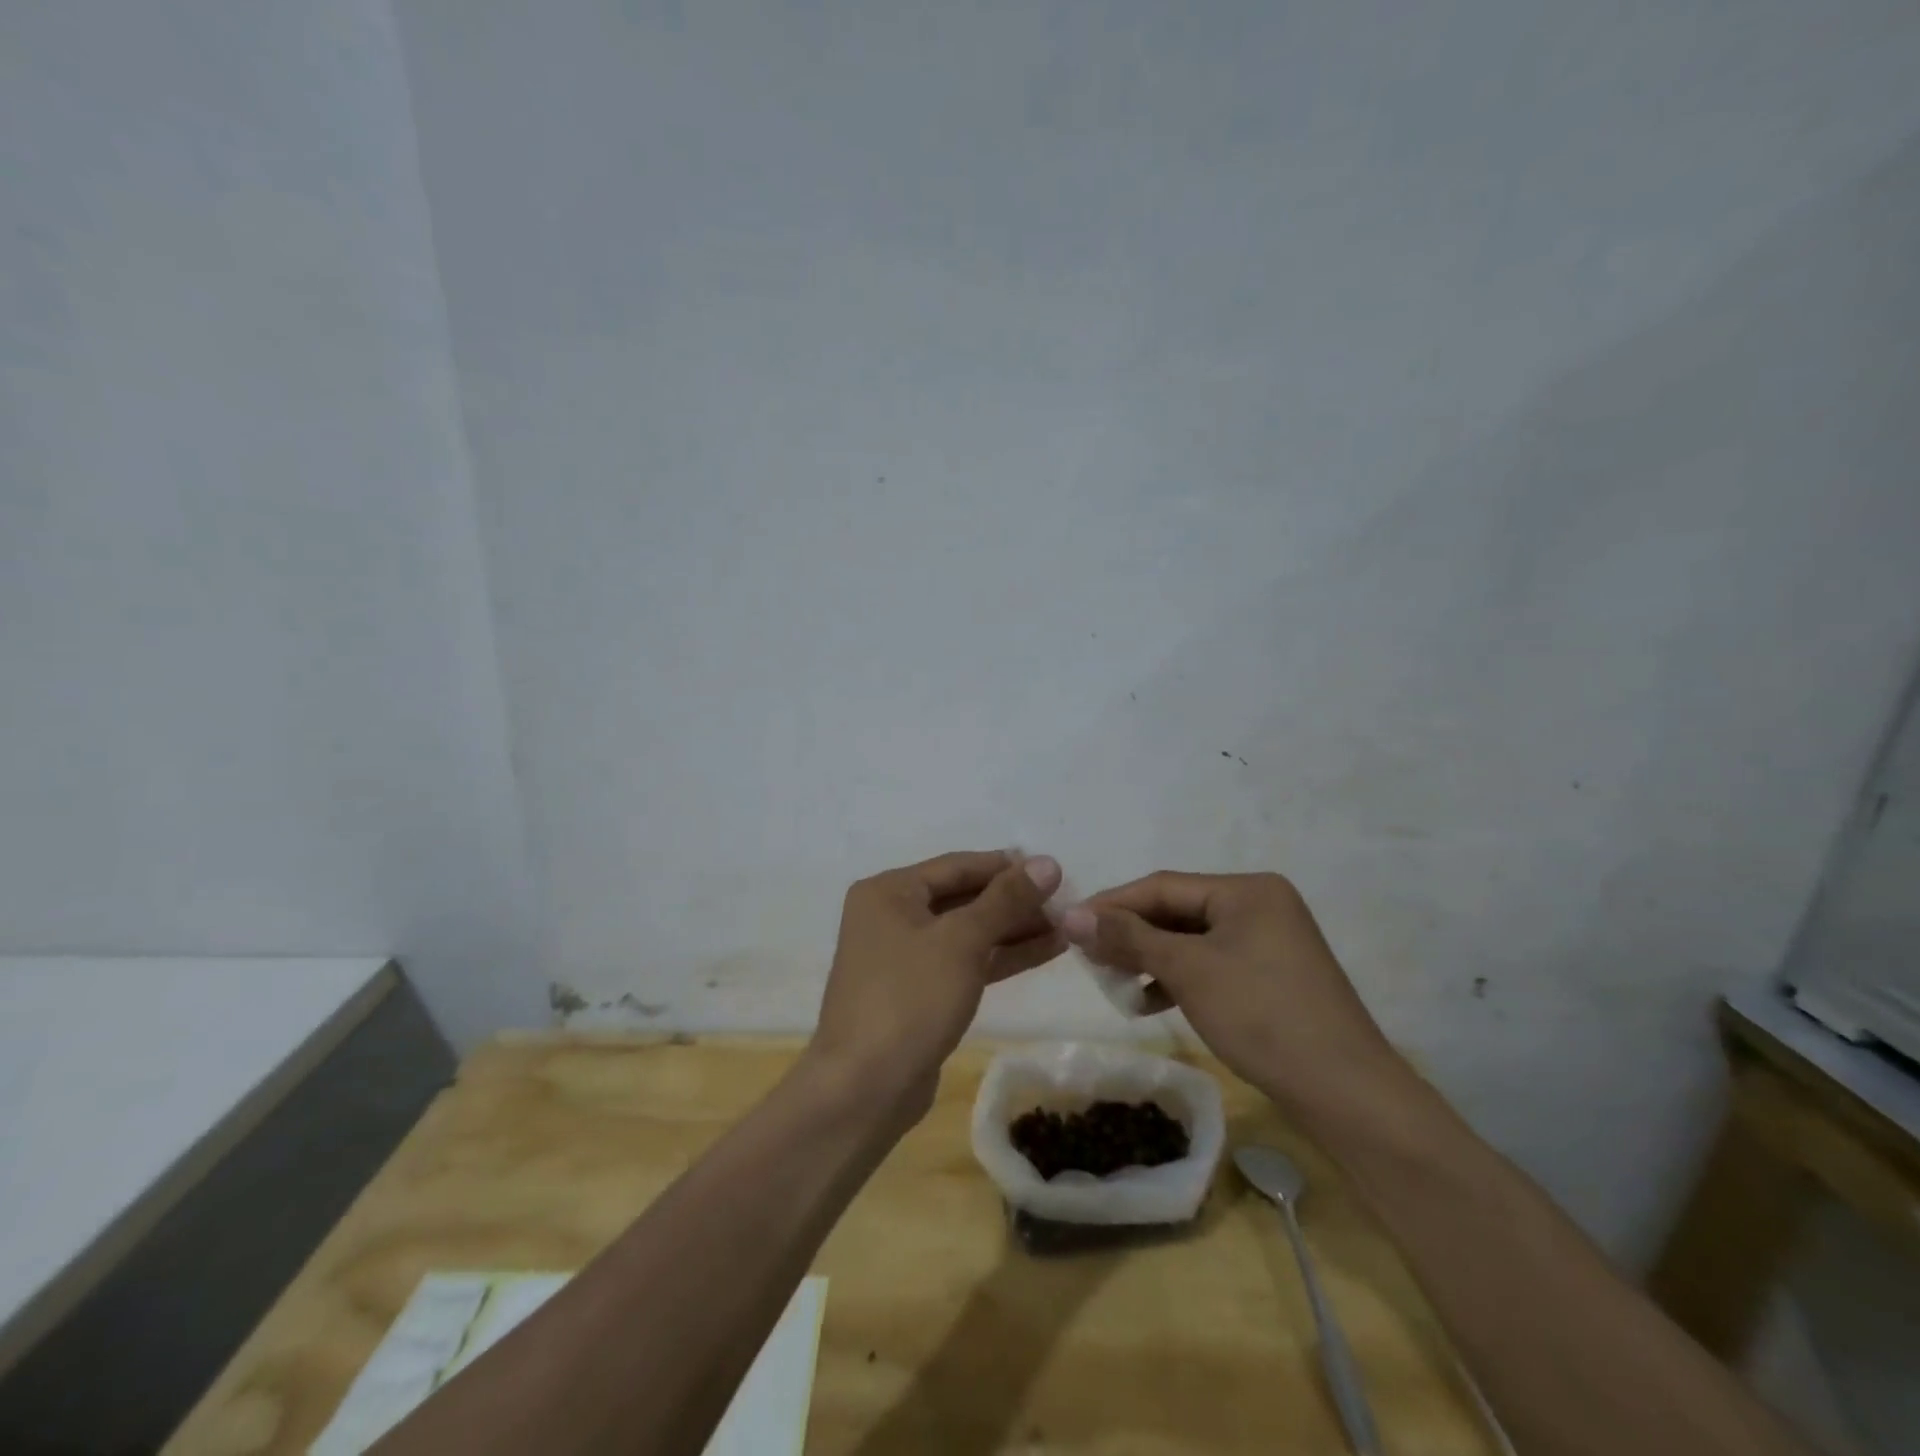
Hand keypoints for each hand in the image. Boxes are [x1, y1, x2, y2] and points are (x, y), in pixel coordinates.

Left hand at [811, 850, 1063, 1114]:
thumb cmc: (910, 999)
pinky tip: (1045, 950)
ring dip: (1014, 929)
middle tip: (1065, 901)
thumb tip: (1048, 863)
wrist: (865, 1088)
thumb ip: (1006, 899)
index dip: (1006, 866)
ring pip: (968, 932)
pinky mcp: (920, 993)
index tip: (1053, 869)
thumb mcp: (961, 941)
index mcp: (889, 892)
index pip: (957, 866)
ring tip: (1066, 926)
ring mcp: (905, 957)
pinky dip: (1001, 956)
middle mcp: (892, 916)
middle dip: (1013, 901)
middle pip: (963, 898)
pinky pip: (965, 962)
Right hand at [1062, 872, 1399, 1106]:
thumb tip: (1070, 916)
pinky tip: (1149, 1002)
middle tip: (1087, 956)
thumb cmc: (1262, 1015)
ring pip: (1191, 941)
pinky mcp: (1269, 977)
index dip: (1112, 904)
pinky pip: (1211, 965)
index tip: (1069, 924)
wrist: (1346, 1093)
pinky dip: (1178, 979)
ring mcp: (1268, 942)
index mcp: (1247, 889)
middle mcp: (1259, 905)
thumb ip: (1128, 937)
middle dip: (1131, 935)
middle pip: (1177, 911)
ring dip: (1150, 959)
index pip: (1163, 886)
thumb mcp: (1188, 971)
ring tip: (1113, 981)